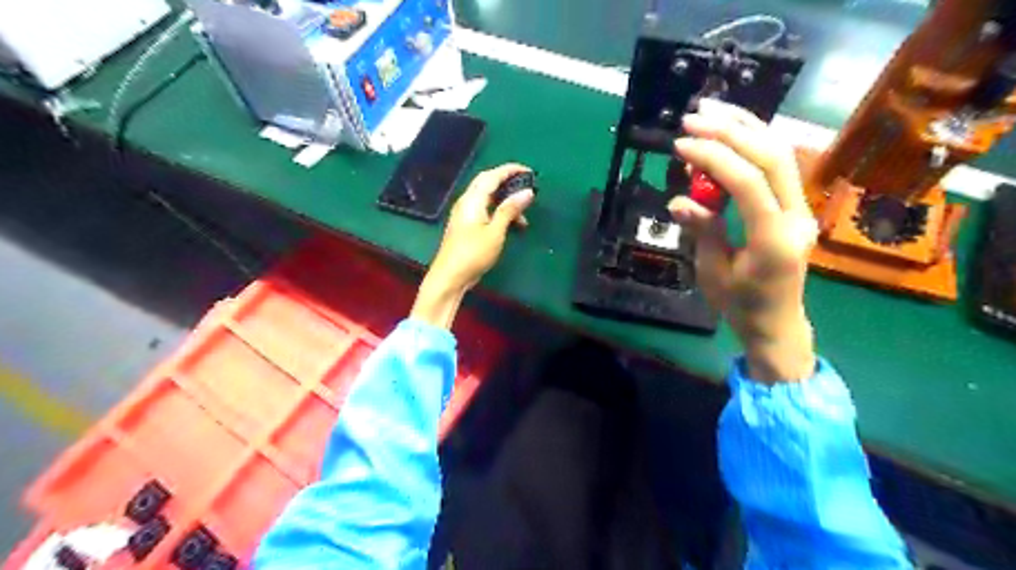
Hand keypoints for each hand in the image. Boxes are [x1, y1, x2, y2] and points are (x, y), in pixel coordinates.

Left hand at [413, 163, 539, 326]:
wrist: (450, 277)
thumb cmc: (473, 253)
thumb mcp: (495, 231)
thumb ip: (510, 210)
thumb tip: (527, 192)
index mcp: (472, 199)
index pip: (492, 176)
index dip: (510, 170)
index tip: (529, 171)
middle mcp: (467, 202)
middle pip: (488, 184)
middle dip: (509, 183)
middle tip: (527, 188)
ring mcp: (465, 214)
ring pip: (488, 199)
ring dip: (506, 203)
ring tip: (524, 217)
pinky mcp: (466, 226)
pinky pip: (485, 211)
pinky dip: (499, 213)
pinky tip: (511, 226)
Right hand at [669, 97, 815, 382]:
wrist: (777, 323)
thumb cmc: (740, 306)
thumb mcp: (713, 273)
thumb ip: (702, 231)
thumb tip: (678, 201)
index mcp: (775, 239)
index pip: (748, 183)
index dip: (714, 157)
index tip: (681, 146)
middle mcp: (797, 216)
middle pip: (771, 157)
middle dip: (730, 131)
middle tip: (693, 117)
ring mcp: (801, 208)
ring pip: (780, 153)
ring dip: (744, 127)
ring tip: (710, 110)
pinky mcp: (794, 204)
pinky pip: (777, 165)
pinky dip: (752, 142)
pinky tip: (729, 130)